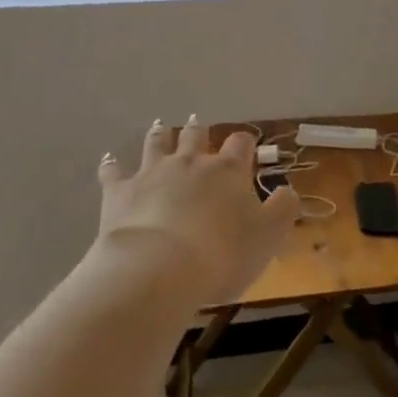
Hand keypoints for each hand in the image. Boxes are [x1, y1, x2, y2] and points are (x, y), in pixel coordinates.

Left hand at [93, 117, 298, 307]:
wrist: (159, 269)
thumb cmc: (222, 254)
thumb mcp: (268, 236)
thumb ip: (283, 209)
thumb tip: (288, 191)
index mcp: (227, 171)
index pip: (240, 145)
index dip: (244, 144)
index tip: (246, 147)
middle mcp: (190, 162)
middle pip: (195, 136)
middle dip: (199, 132)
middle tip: (199, 127)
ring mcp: (152, 173)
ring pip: (157, 144)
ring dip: (160, 136)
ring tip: (161, 128)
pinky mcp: (119, 191)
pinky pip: (113, 172)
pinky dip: (112, 166)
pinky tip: (109, 161)